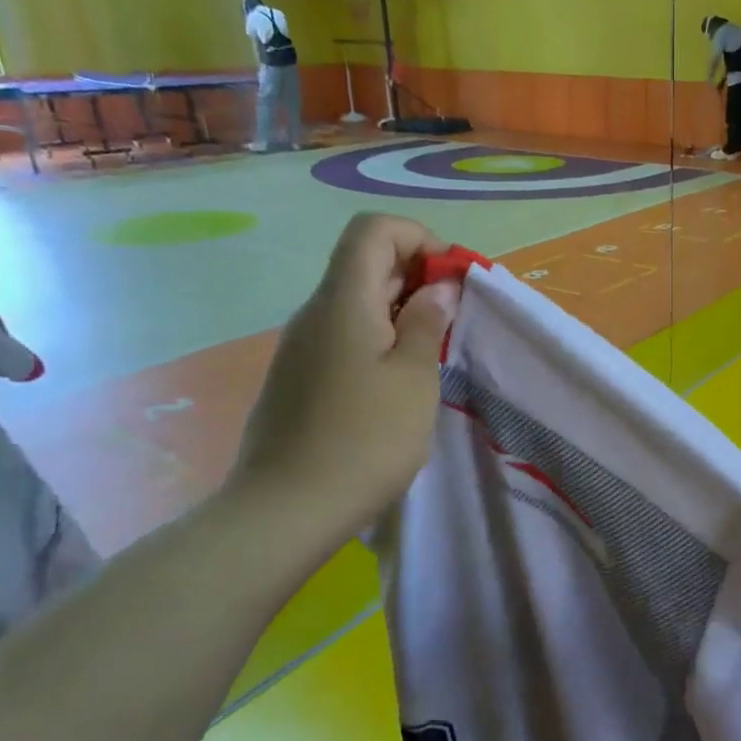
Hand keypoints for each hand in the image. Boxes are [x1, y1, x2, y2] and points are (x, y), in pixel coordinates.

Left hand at [228, 214, 458, 544]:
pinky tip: (396, 385)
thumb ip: (427, 322)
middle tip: (453, 321)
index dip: (419, 238)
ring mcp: (301, 347)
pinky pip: (343, 337)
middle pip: (365, 263)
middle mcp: (315, 313)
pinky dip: (377, 339)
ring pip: (356, 303)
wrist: (286, 511)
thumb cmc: (365, 439)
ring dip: (400, 311)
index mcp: (343, 301)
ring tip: (431, 355)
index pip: (374, 230)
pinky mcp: (298, 379)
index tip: (451, 280)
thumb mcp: (414, 378)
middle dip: (417, 276)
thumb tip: (437, 286)